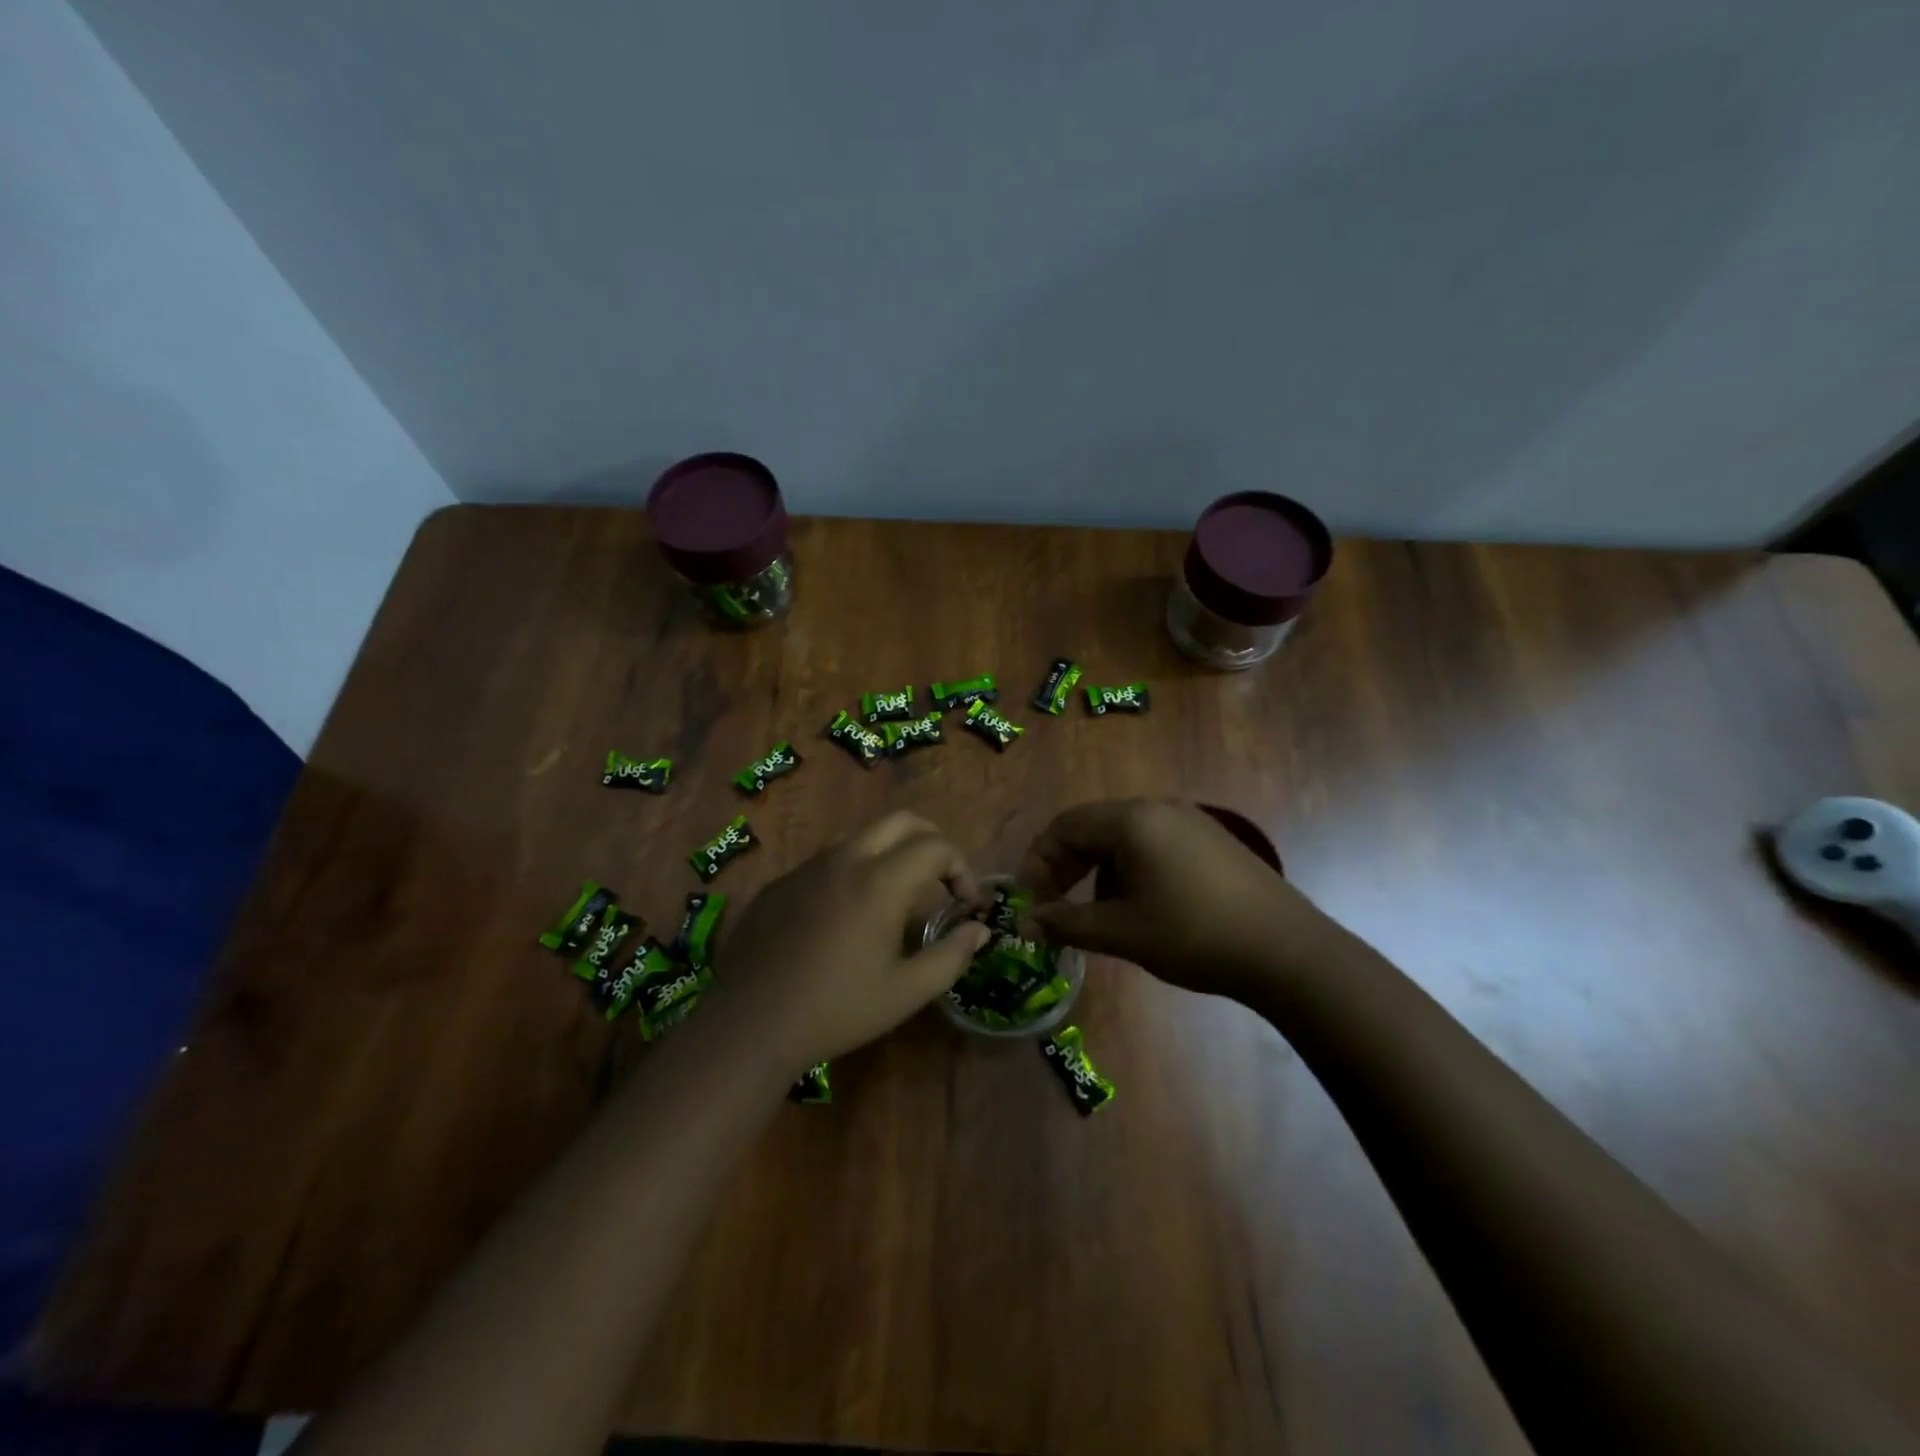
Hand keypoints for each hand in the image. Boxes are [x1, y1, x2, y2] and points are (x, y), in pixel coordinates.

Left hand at [714, 811, 990, 1069]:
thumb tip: (980, 929)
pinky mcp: (781, 882)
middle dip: (932, 842)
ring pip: (863, 836)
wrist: (749, 1024)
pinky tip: (847, 915)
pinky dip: (855, 870)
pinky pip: (829, 860)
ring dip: (892, 853)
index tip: (966, 904)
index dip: (963, 869)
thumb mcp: (906, 992)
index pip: (937, 846)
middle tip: (941, 882)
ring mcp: (808, 867)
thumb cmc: (837, 1010)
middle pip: (902, 821)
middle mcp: (845, 859)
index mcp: (880, 882)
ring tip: (898, 897)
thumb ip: (951, 956)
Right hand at [1018, 799, 1328, 998]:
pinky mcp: (1211, 840)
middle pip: (1093, 827)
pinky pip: (1153, 844)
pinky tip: (1140, 908)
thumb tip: (1024, 926)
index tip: (1028, 901)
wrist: (1286, 951)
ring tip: (1097, 914)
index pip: (1064, 827)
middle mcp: (1159, 808)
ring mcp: (1189, 821)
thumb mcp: (1121, 932)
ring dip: (1097, 872)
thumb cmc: (1193, 935)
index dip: (1037, 862)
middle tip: (1053, 907)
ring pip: (1123, 838)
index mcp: (1132, 820)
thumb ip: (1066, 924)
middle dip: (1065, 867)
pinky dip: (1130, 870)